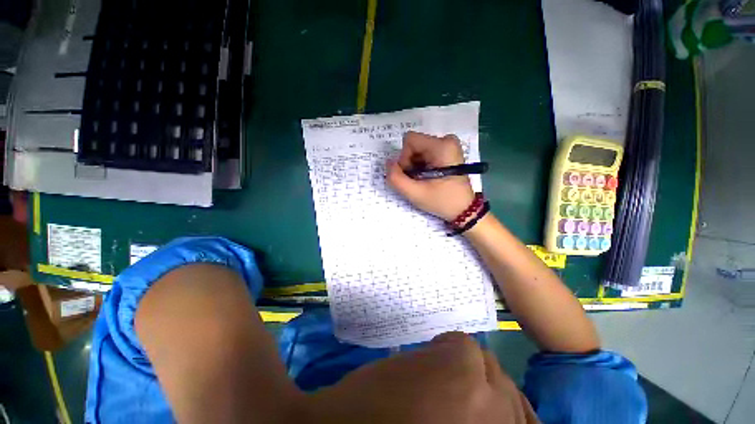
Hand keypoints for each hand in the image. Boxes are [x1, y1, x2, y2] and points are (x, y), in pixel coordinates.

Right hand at [387, 132, 474, 220]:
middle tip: (417, 180)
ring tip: (423, 181)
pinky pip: (425, 153)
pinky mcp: (448, 151)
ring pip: (418, 149)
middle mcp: (447, 140)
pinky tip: (427, 177)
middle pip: (414, 145)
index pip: (409, 140)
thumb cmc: (442, 201)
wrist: (463, 210)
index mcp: (442, 146)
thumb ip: (396, 178)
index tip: (411, 175)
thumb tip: (388, 163)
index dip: (404, 158)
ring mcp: (448, 145)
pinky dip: (421, 165)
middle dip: (410, 163)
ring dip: (415, 166)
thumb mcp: (415, 193)